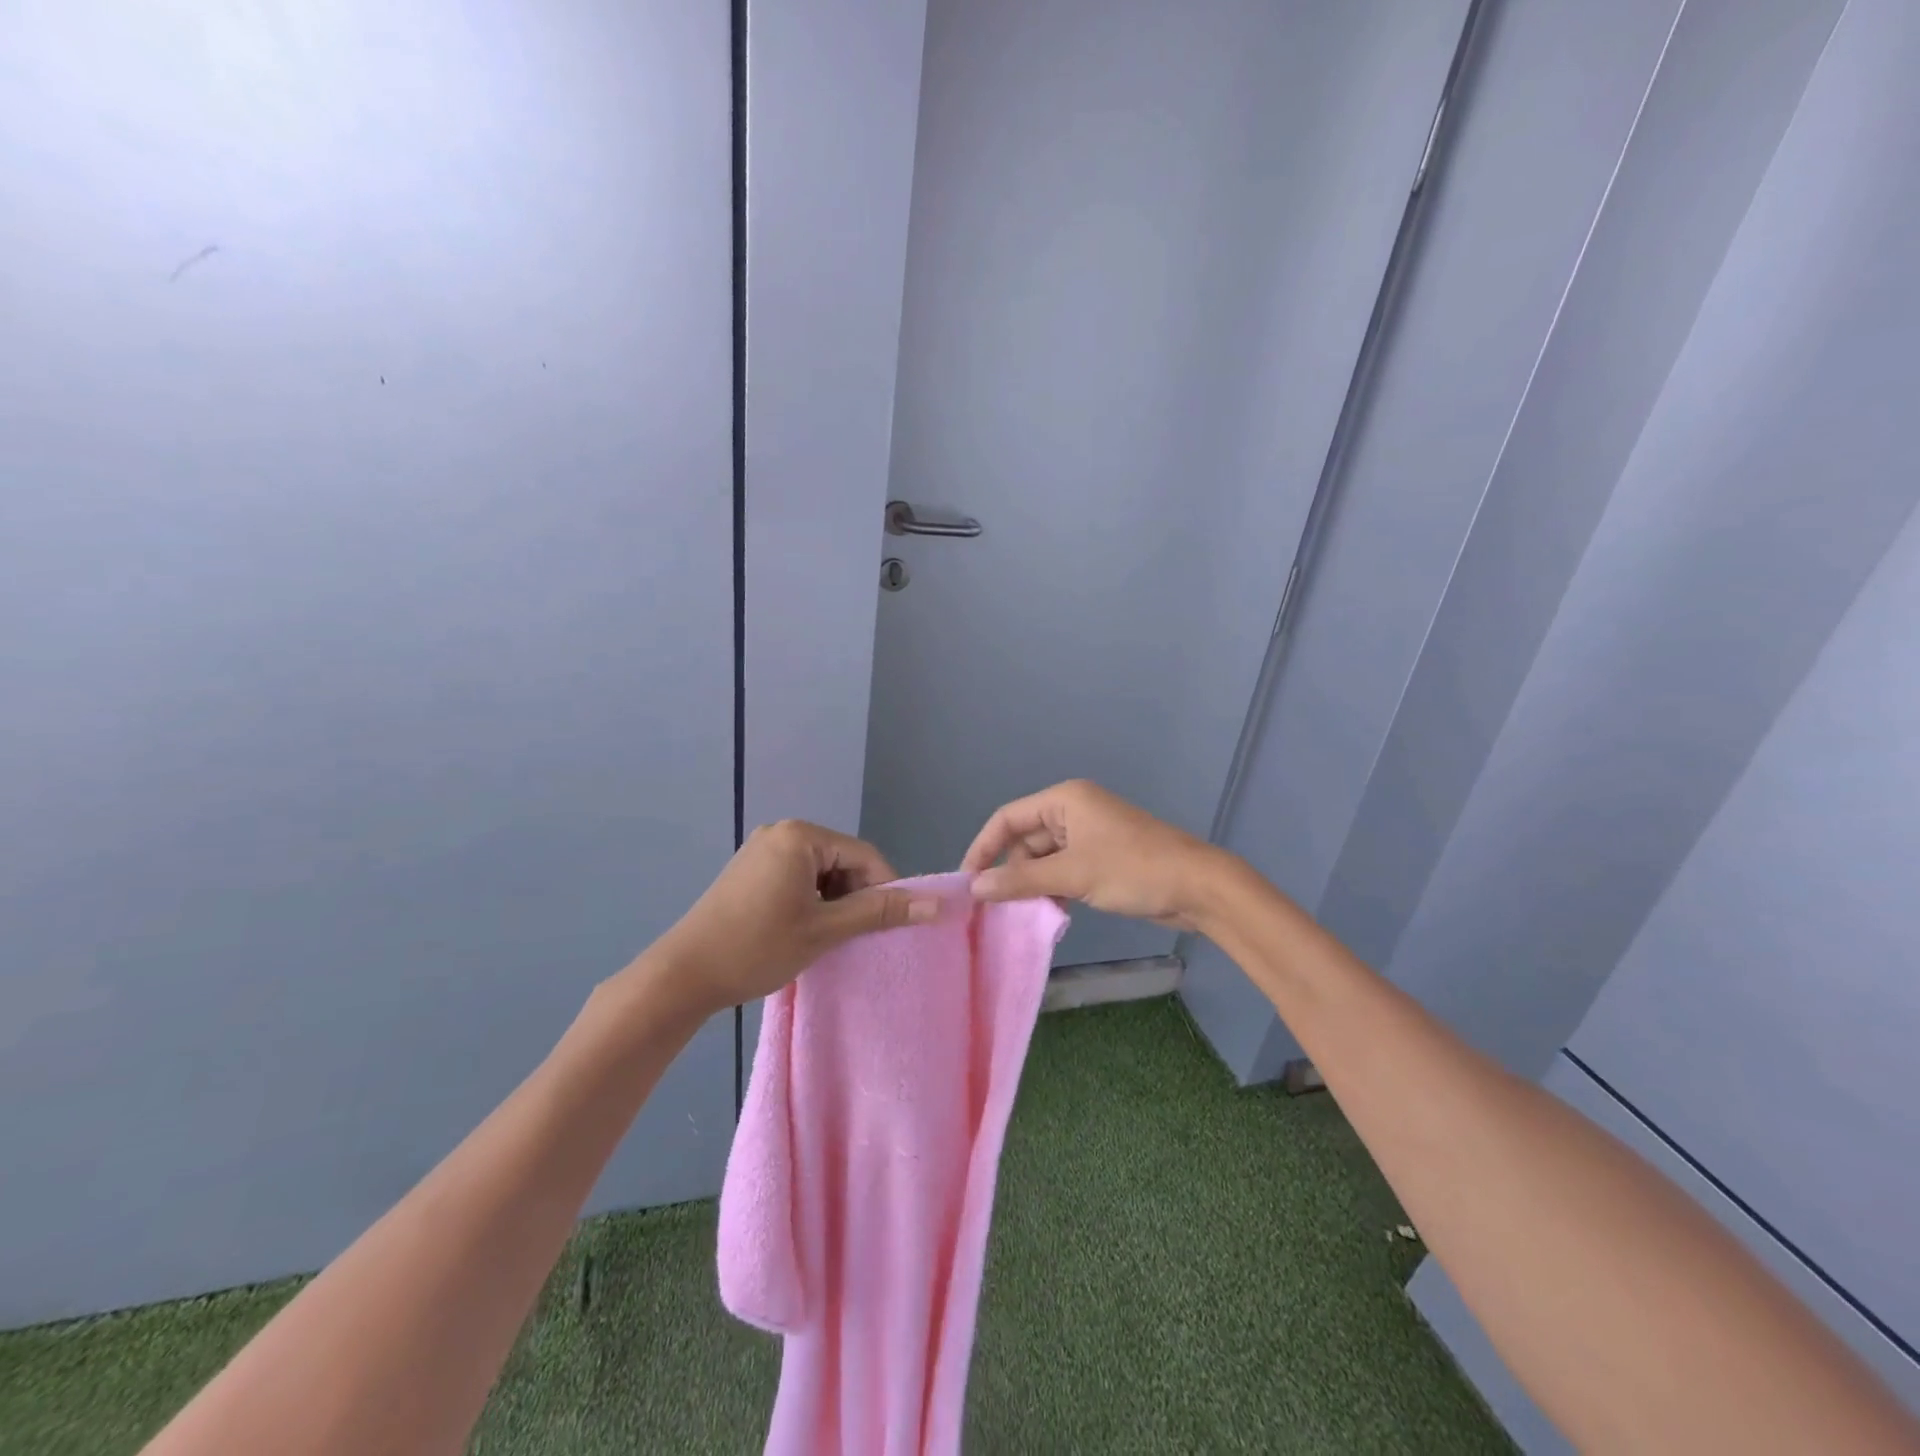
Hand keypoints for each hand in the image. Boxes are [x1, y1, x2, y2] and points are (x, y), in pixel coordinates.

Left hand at [649, 821, 938, 1014]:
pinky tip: (805, 929)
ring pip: (821, 871)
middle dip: (856, 896)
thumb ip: (880, 912)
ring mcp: (762, 849)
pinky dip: (811, 900)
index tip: (890, 925)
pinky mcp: (749, 869)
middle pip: (842, 860)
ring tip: (830, 937)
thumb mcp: (825, 930)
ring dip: (834, 901)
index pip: (864, 855)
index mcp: (801, 836)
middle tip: (856, 936)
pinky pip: (797, 876)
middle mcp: (782, 831)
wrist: (683, 974)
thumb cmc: (758, 946)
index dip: (885, 889)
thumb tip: (937, 904)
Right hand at [961, 779, 1228, 930]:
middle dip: (1012, 871)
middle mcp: (1073, 811)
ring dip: (1034, 884)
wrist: (1198, 886)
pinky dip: (1054, 889)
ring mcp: (1089, 835)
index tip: (968, 882)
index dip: (984, 848)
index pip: (1008, 818)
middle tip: (997, 907)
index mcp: (1064, 799)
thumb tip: (975, 888)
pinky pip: (1064, 870)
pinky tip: (1053, 912)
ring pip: (1044, 859)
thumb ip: (1021, 880)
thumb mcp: (1072, 874)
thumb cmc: (1132, 869)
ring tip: (1025, 913)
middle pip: (1025, 839)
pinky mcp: (1101, 858)